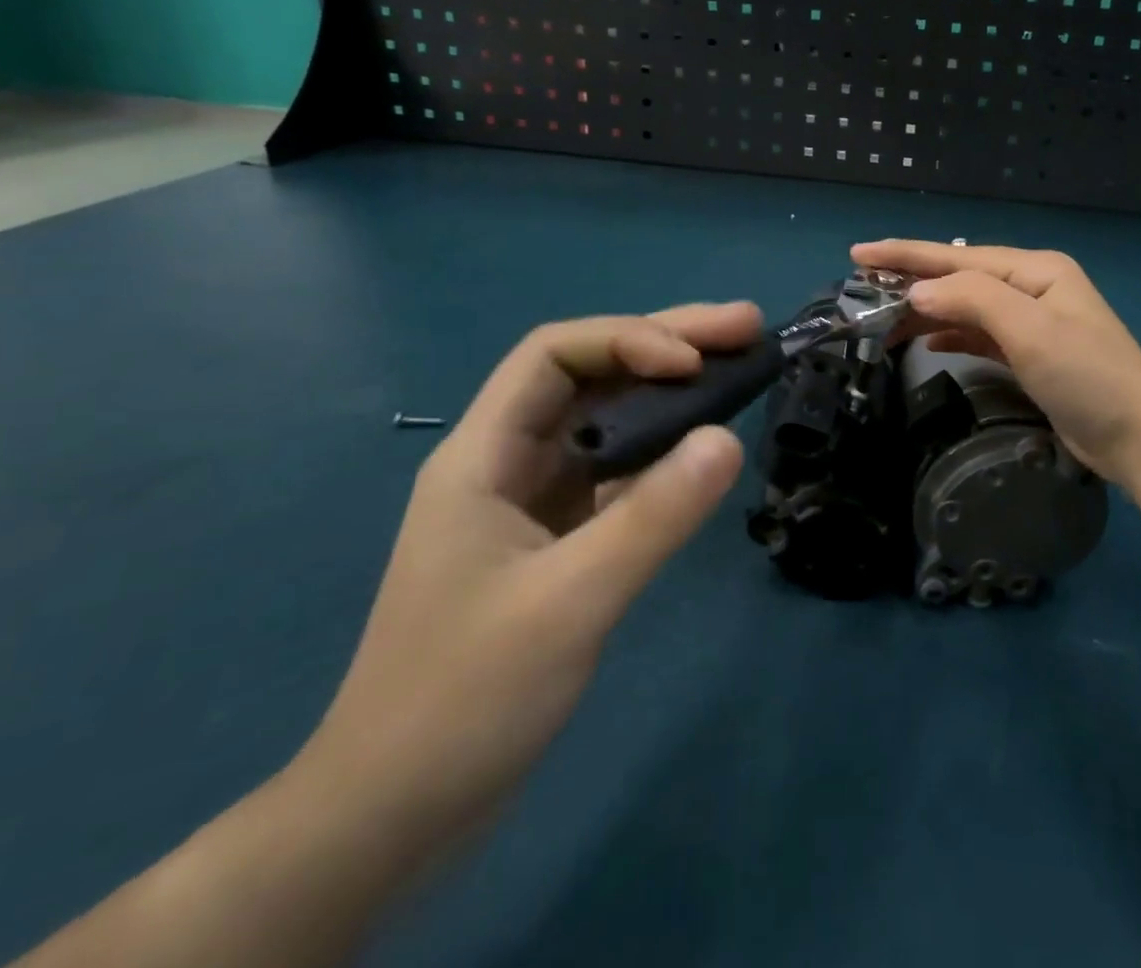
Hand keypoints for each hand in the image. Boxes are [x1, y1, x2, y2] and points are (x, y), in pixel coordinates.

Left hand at [294, 303, 760, 846]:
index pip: (555, 355)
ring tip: (738, 365)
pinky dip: (662, 448)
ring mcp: (533, 500)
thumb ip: (653, 518)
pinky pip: (616, 470)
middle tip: (746, 325)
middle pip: (590, 375)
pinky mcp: (555, 538)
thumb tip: (729, 438)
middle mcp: (508, 461)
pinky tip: (703, 444)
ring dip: (670, 391)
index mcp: (484, 455)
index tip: (694, 365)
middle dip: (666, 343)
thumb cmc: (465, 698)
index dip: (628, 341)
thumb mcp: (570, 602)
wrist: (394, 815)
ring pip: (607, 419)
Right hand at [851, 241, 1140, 486]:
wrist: (1139, 439)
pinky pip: (979, 335)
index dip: (906, 255)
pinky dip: (951, 334)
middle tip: (861, 292)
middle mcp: (1032, 289)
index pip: (958, 257)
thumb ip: (972, 300)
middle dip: (911, 283)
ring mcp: (1033, 324)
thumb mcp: (1031, 330)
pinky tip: (926, 340)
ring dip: (926, 312)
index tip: (858, 254)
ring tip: (882, 320)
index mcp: (1035, 270)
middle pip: (960, 279)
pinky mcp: (1031, 356)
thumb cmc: (1087, 376)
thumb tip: (917, 293)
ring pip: (966, 308)